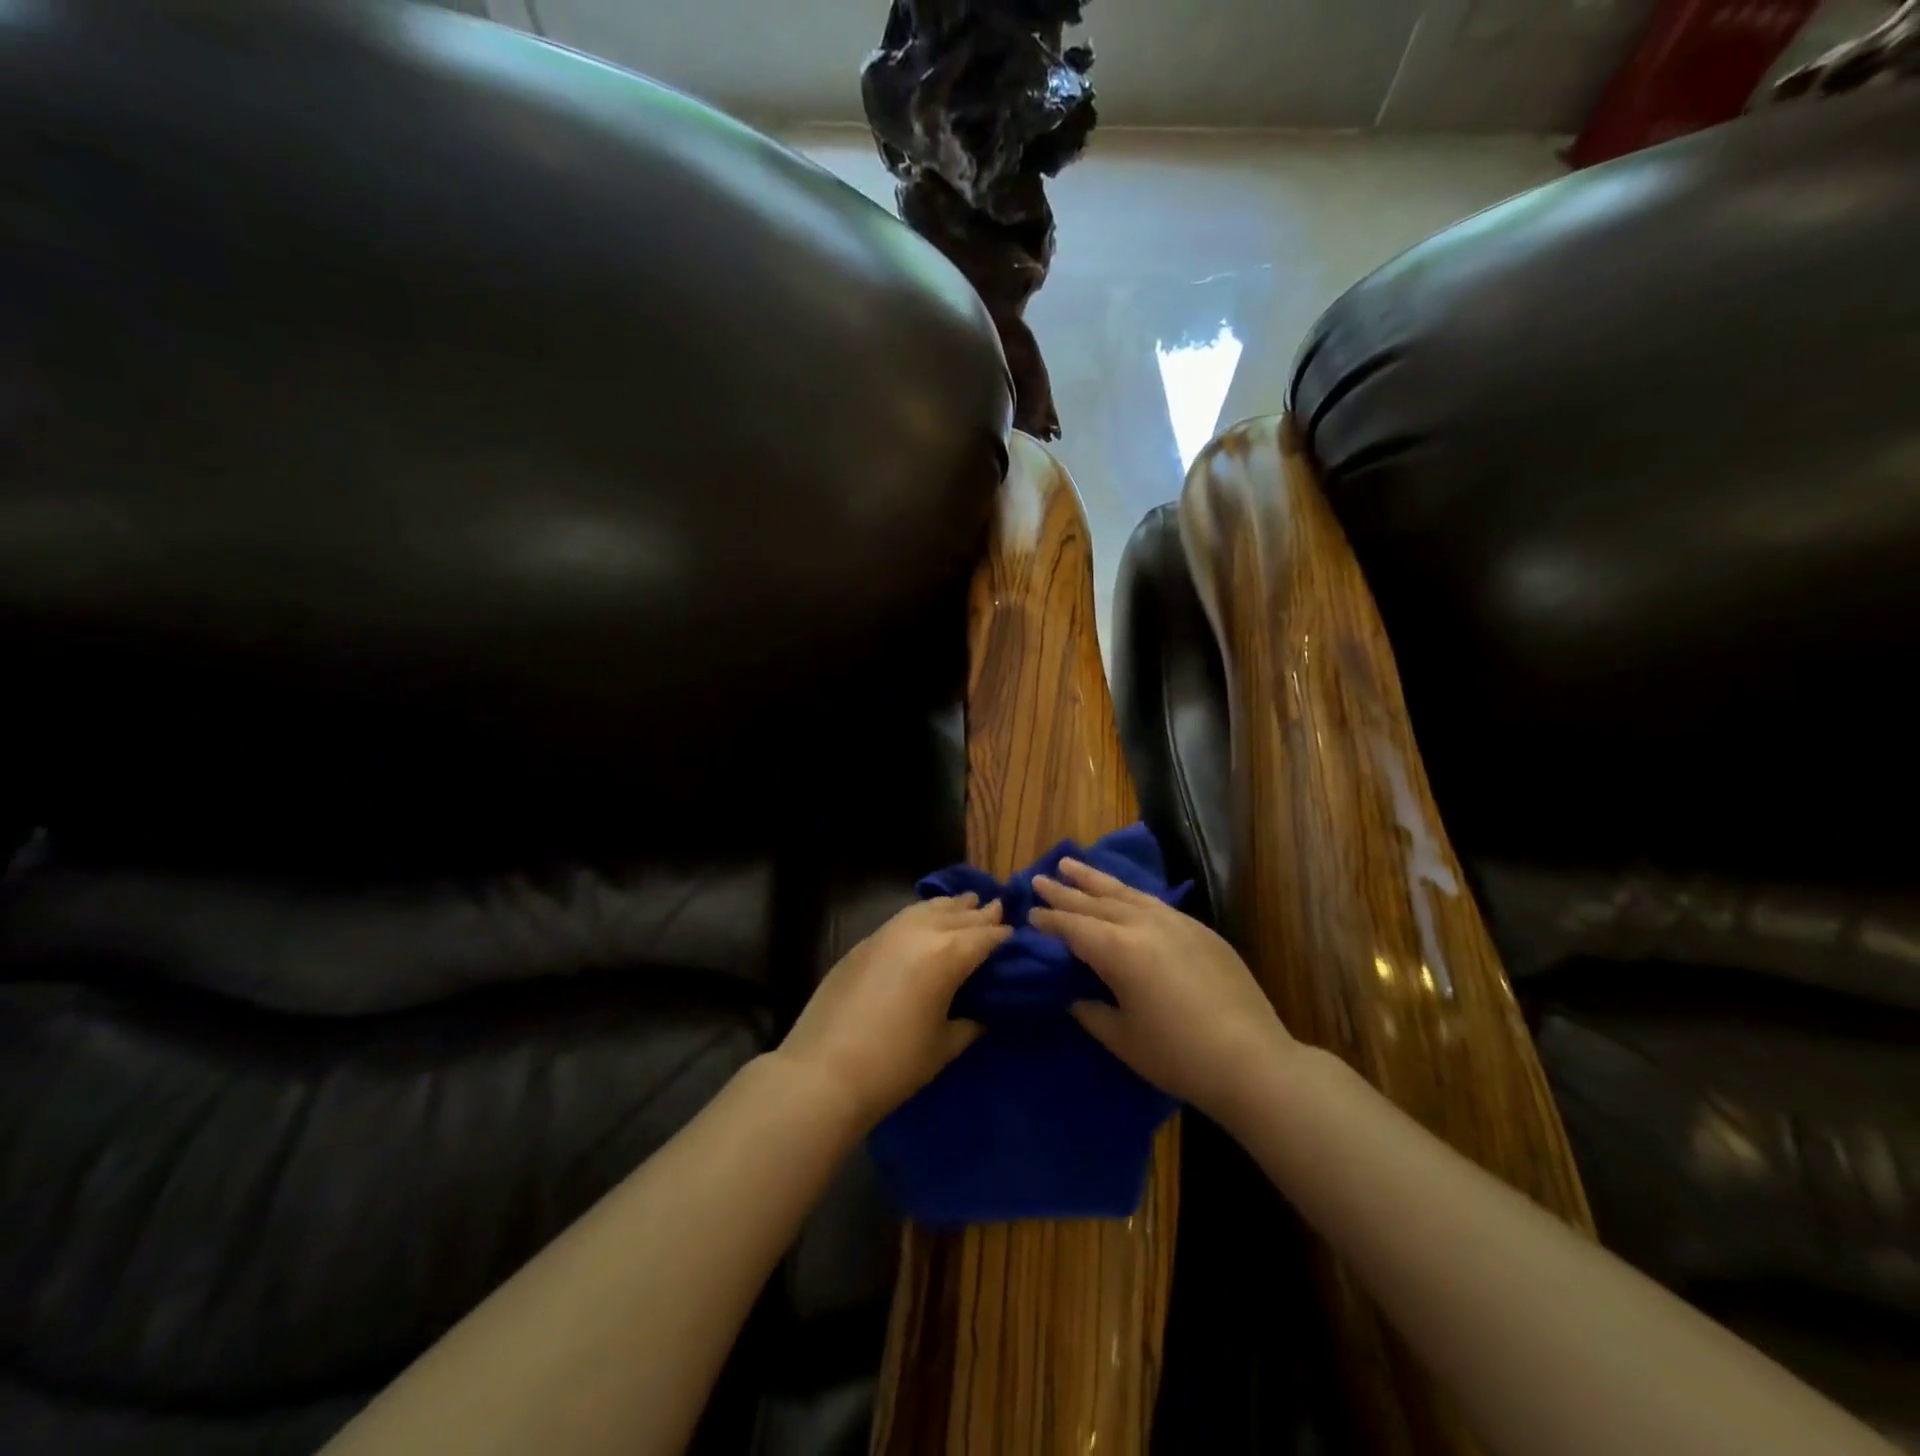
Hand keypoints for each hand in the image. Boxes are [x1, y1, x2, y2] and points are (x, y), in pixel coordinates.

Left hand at [776, 894, 1009, 1129]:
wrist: (823, 1072)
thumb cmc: (894, 1065)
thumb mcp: (944, 1046)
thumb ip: (970, 1022)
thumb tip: (982, 1013)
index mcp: (948, 955)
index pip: (986, 936)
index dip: (1004, 935)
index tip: (1017, 936)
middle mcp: (920, 932)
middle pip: (958, 915)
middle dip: (980, 913)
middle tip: (998, 909)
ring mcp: (888, 933)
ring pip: (927, 908)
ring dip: (950, 906)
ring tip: (966, 902)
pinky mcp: (864, 942)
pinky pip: (903, 917)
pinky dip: (922, 914)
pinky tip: (925, 920)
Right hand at [1031, 857, 1294, 1126]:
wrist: (1252, 1060)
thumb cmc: (1178, 1056)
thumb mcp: (1122, 1039)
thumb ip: (1091, 1011)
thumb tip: (1074, 996)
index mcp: (1118, 950)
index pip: (1073, 927)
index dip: (1049, 920)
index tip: (1029, 912)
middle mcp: (1143, 925)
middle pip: (1095, 901)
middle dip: (1064, 890)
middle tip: (1039, 877)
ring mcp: (1175, 922)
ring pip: (1126, 892)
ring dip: (1096, 879)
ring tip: (1072, 864)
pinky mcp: (1199, 930)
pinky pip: (1153, 902)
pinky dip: (1130, 894)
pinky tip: (1124, 893)